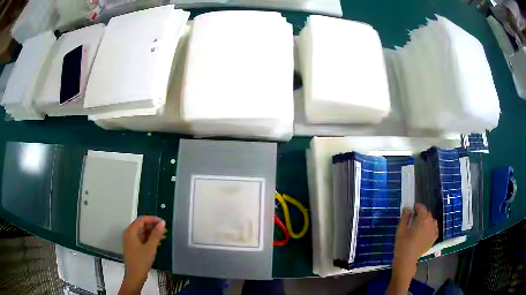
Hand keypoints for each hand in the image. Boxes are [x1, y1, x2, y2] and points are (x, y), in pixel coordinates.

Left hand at [119, 216, 165, 294]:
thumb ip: (156, 234)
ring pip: (142, 232)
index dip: (152, 219)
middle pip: (141, 225)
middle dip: (153, 226)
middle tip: (165, 230)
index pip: (141, 219)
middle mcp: (129, 234)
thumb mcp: (150, 247)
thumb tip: (162, 223)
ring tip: (164, 236)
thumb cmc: (141, 260)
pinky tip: (158, 243)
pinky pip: (141, 239)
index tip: (163, 223)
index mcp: (131, 231)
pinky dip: (149, 239)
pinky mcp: (133, 247)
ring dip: (152, 233)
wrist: (135, 275)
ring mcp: (130, 241)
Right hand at [387, 203, 437, 294]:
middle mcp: (430, 223)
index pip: (421, 208)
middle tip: (413, 218)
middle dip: (421, 214)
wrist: (407, 260)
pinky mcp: (434, 238)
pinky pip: (435, 229)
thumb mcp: (401, 229)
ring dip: (427, 220)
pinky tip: (427, 231)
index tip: (411, 209)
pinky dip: (432, 227)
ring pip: (432, 220)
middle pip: (427, 213)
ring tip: (420, 225)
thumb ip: (405, 217)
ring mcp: (433, 231)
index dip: (416, 207)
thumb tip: (408, 208)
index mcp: (422, 219)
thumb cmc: (402, 244)